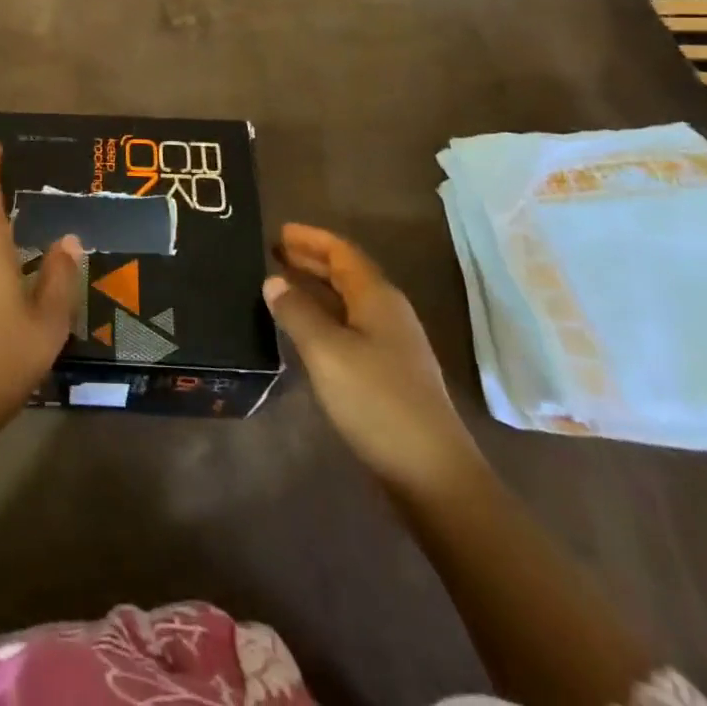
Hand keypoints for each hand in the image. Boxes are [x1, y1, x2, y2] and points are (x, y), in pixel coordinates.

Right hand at [264, 223, 481, 499]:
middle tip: (273, 253)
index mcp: (377, 297)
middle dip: (311, 260)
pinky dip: (324, 316)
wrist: (432, 474)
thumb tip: (273, 280)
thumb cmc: (376, 401)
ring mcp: (393, 345)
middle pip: (347, 273)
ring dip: (316, 288)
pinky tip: (305, 330)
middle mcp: (388, 313)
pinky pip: (350, 327)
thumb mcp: (326, 351)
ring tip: (281, 285)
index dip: (310, 238)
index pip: (341, 251)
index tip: (278, 231)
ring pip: (348, 301)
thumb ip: (297, 311)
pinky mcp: (390, 374)